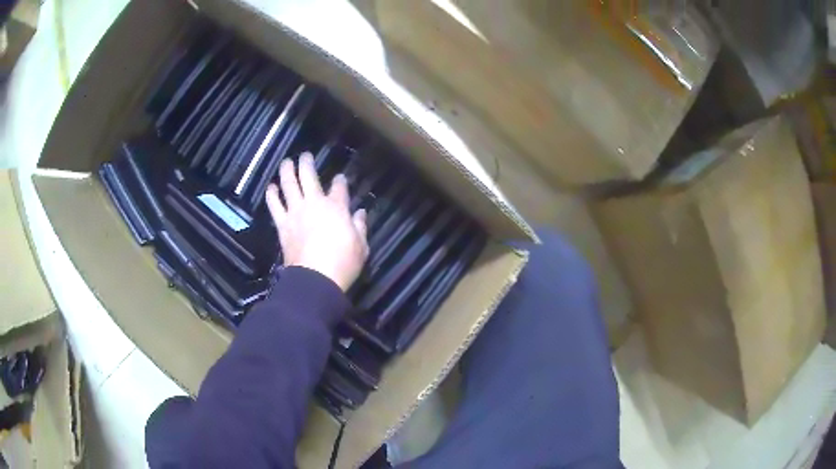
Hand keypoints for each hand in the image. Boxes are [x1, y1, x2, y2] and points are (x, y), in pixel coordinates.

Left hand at [265, 152, 368, 291]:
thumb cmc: (343, 263)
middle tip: (305, 155)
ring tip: (286, 162)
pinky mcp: (283, 225)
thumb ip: (360, 227)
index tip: (340, 178)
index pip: (339, 188)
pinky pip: (275, 205)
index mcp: (337, 208)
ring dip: (287, 172)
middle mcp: (315, 203)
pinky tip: (271, 187)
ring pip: (289, 185)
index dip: (340, 181)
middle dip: (307, 163)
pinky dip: (272, 195)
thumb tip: (360, 213)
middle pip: (309, 177)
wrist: (315, 278)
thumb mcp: (361, 247)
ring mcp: (296, 212)